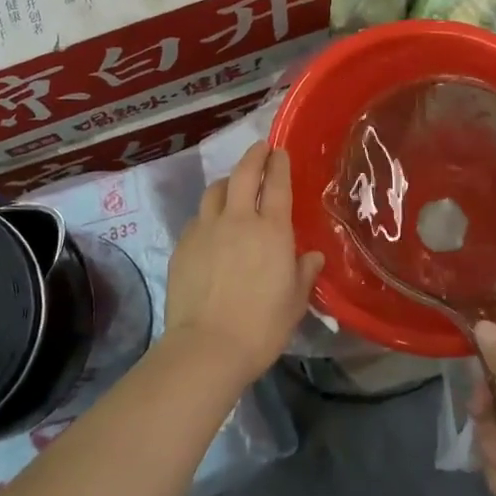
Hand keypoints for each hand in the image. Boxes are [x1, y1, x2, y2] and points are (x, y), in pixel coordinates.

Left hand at [162, 142, 323, 384]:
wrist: (207, 347)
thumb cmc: (261, 326)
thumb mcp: (295, 302)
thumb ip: (304, 273)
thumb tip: (312, 256)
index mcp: (272, 230)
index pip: (276, 184)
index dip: (279, 163)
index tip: (279, 151)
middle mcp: (238, 220)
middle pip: (243, 174)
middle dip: (253, 156)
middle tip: (260, 148)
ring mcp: (206, 229)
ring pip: (215, 191)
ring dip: (228, 182)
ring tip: (233, 184)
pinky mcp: (183, 245)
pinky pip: (198, 218)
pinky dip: (208, 213)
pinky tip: (211, 226)